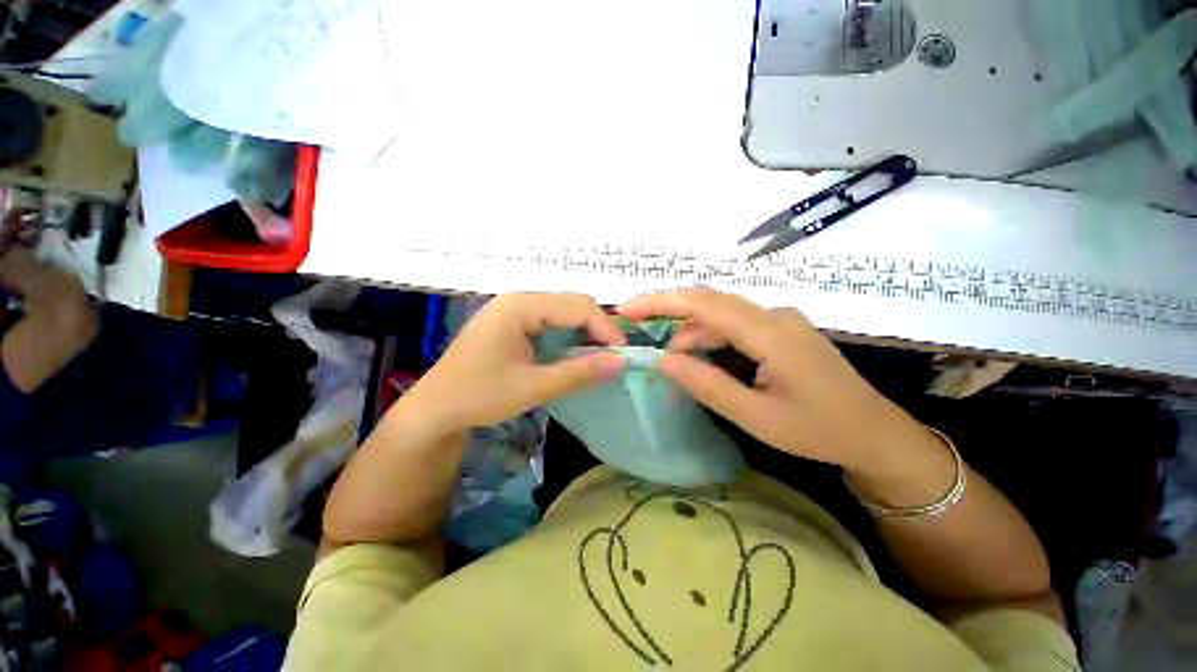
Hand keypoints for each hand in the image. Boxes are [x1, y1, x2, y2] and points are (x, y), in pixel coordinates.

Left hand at [401, 293, 625, 433]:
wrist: (434, 409)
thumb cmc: (479, 396)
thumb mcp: (534, 387)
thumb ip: (580, 372)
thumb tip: (621, 362)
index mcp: (520, 306)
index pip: (578, 306)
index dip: (605, 328)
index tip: (622, 355)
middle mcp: (518, 299)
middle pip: (572, 303)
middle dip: (597, 328)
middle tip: (611, 358)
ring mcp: (514, 309)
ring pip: (563, 311)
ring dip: (583, 332)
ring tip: (597, 358)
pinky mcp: (512, 322)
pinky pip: (550, 320)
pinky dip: (568, 336)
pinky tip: (572, 354)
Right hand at [618, 287, 924, 471]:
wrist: (874, 434)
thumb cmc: (818, 431)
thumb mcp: (757, 418)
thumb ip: (708, 386)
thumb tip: (664, 361)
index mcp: (772, 334)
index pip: (705, 304)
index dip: (661, 301)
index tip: (627, 309)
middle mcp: (775, 315)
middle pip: (710, 305)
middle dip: (671, 318)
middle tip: (645, 343)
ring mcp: (781, 319)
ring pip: (722, 315)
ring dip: (693, 335)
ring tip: (676, 364)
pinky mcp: (781, 328)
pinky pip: (736, 324)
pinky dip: (711, 338)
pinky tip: (704, 359)